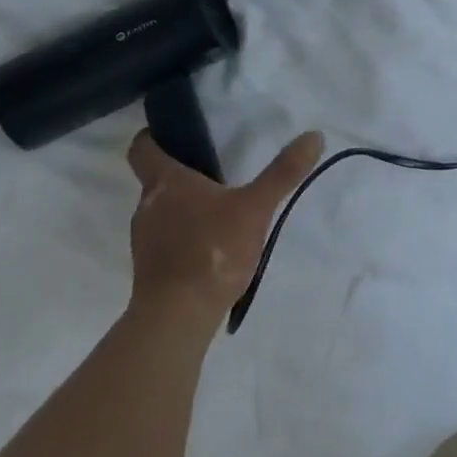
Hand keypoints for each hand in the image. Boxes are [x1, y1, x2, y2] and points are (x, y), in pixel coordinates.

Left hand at [126, 129, 324, 329]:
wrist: (177, 320)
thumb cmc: (211, 251)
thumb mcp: (255, 207)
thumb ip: (283, 172)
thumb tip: (314, 135)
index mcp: (165, 182)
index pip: (142, 148)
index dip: (153, 137)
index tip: (174, 135)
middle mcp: (147, 206)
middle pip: (155, 179)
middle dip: (181, 174)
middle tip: (214, 171)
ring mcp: (144, 241)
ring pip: (160, 211)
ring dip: (183, 208)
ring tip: (218, 211)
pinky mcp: (149, 271)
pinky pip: (164, 241)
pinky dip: (182, 238)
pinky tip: (210, 247)